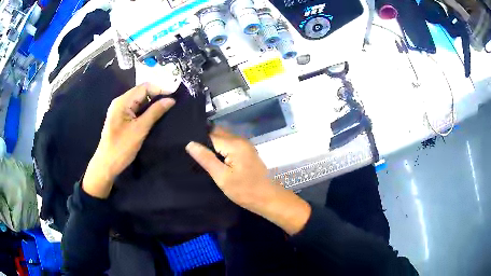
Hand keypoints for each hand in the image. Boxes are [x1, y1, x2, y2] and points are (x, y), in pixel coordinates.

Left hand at [83, 83, 174, 198]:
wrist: (106, 165)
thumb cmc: (121, 148)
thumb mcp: (140, 129)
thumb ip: (155, 112)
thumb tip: (171, 100)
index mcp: (122, 101)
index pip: (144, 87)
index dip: (160, 89)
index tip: (175, 95)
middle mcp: (120, 102)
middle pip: (141, 92)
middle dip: (157, 95)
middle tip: (173, 102)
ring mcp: (120, 110)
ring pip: (139, 101)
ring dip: (152, 103)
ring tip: (167, 108)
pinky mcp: (121, 119)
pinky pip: (136, 109)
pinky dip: (146, 110)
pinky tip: (155, 115)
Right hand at [186, 128, 310, 234]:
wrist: (268, 198)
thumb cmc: (245, 190)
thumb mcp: (222, 177)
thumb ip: (206, 159)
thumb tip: (190, 144)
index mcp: (234, 144)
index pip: (210, 135)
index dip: (198, 141)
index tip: (187, 149)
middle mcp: (240, 140)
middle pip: (218, 133)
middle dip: (205, 141)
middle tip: (193, 154)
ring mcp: (245, 145)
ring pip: (224, 138)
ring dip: (213, 145)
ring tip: (201, 157)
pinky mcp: (247, 152)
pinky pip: (230, 145)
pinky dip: (221, 149)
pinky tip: (215, 160)